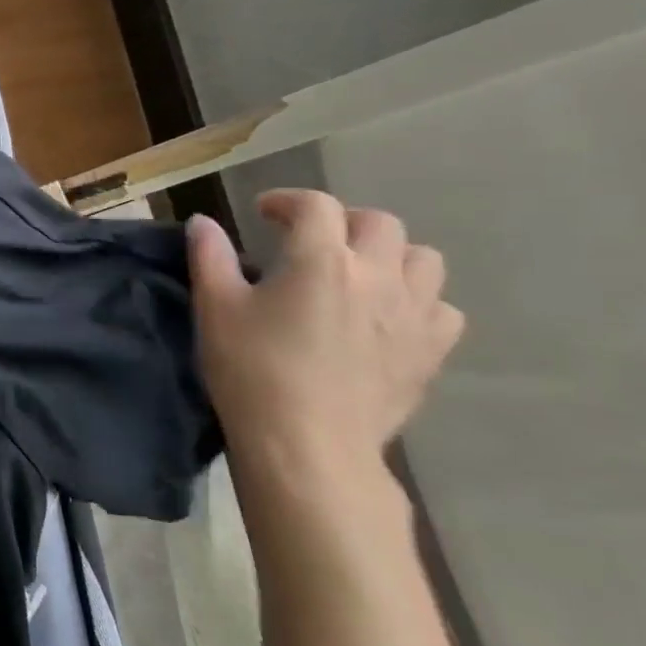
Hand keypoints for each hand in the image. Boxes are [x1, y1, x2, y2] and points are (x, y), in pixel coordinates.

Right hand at [187, 190, 463, 490]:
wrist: (308, 445)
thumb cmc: (251, 369)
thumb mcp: (215, 308)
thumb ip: (209, 256)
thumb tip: (203, 223)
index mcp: (321, 259)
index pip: (315, 205)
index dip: (287, 200)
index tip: (263, 213)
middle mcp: (377, 275)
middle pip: (378, 223)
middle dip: (341, 221)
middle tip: (310, 239)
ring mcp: (414, 314)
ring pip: (423, 259)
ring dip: (389, 254)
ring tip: (356, 272)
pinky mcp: (431, 352)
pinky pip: (442, 307)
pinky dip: (417, 300)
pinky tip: (386, 316)